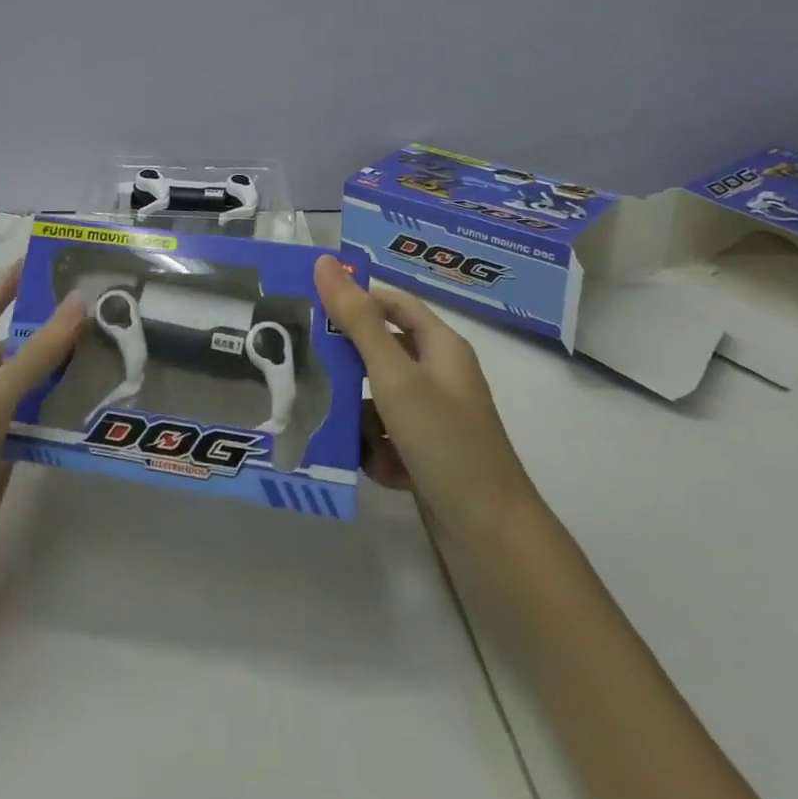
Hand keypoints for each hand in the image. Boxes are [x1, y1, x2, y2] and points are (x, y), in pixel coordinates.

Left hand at [0, 264, 86, 619]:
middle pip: (14, 351)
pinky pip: (34, 428)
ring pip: (28, 391)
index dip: (9, 285)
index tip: (42, 260)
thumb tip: (77, 302)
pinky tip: (92, 412)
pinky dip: (58, 418)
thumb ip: (37, 355)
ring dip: (60, 377)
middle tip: (100, 315)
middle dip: (50, 334)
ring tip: (109, 358)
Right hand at [314, 255, 542, 556]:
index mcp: (441, 347)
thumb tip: (324, 263)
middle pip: (381, 352)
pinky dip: (378, 449)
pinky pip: (388, 437)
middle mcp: (439, 376)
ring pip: (379, 399)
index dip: (355, 299)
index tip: (310, 306)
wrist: (491, 535)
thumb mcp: (394, 376)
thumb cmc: (444, 441)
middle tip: (307, 367)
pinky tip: (379, 469)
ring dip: (360, 416)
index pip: (392, 304)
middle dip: (347, 364)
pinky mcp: (428, 454)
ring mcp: (435, 417)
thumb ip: (357, 320)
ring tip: (343, 432)